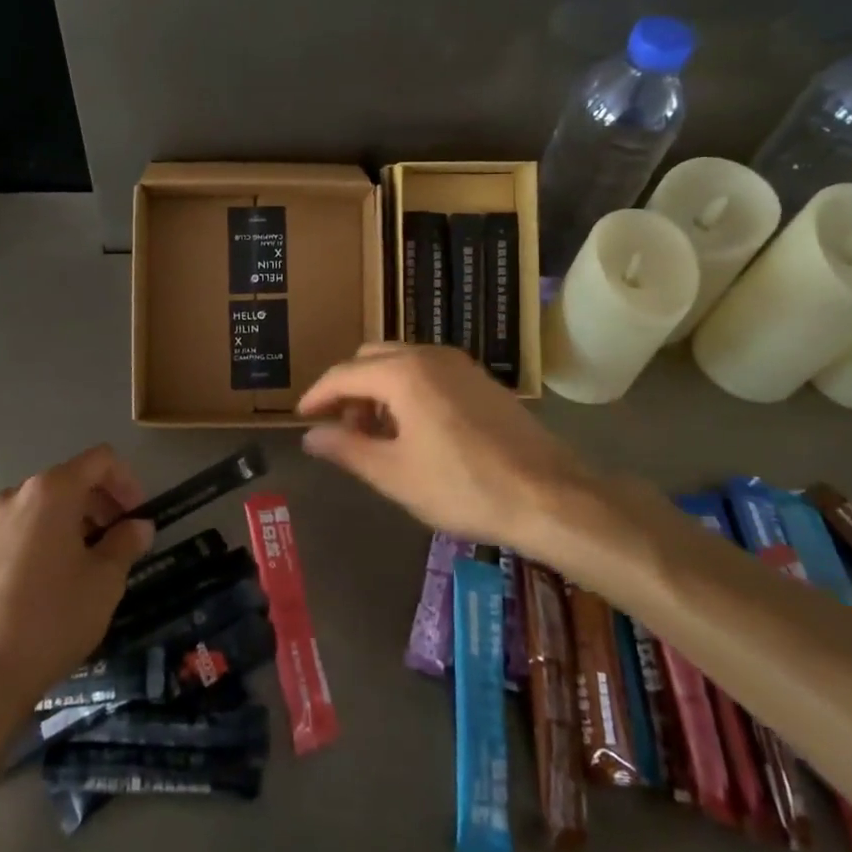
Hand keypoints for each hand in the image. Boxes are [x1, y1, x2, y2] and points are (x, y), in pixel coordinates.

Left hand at [0, 445, 154, 723]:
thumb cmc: (52, 620)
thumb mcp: (104, 582)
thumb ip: (126, 543)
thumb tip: (138, 526)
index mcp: (50, 492)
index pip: (99, 460)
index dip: (127, 481)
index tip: (137, 516)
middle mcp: (14, 497)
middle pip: (67, 481)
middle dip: (98, 505)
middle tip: (118, 542)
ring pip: (39, 509)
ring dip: (69, 525)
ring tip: (83, 567)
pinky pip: (15, 533)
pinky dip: (39, 543)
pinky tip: (44, 587)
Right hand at [298, 343, 597, 556]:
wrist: (549, 496)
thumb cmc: (463, 487)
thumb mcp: (394, 474)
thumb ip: (346, 449)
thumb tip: (311, 436)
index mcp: (403, 373)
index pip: (344, 374)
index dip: (318, 395)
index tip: (302, 417)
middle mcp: (429, 355)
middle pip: (371, 359)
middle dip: (349, 388)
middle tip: (341, 428)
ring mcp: (459, 364)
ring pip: (401, 362)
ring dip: (378, 389)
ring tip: (375, 433)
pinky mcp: (480, 379)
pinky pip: (428, 372)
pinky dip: (406, 390)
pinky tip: (412, 429)